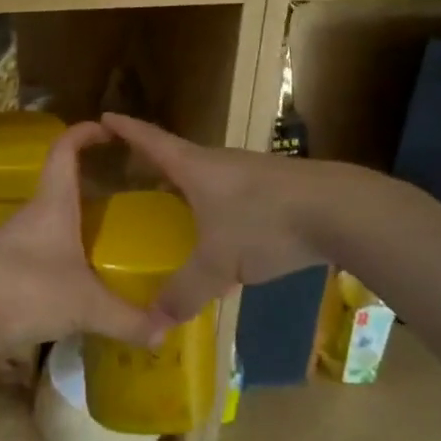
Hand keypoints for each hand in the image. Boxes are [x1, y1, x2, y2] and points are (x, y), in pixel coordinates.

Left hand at [0, 122, 168, 355]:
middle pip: (59, 183)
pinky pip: (37, 250)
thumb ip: (127, 318)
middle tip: (121, 191)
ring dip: (73, 221)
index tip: (106, 127)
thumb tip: (165, 332)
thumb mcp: (85, 306)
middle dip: (88, 182)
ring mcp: (12, 240)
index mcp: (54, 203)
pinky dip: (58, 253)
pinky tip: (75, 278)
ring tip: (104, 235)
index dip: (84, 132)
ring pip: (49, 219)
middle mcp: (32, 213)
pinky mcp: (0, 268)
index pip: (65, 150)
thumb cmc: (27, 289)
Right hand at [101, 114, 325, 321]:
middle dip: (151, 163)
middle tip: (128, 175)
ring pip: (205, 176)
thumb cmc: (264, 223)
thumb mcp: (218, 264)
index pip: (150, 140)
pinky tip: (218, 229)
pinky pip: (229, 192)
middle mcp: (217, 161)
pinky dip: (212, 204)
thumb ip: (185, 292)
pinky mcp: (272, 187)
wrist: (337, 209)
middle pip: (176, 157)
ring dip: (185, 186)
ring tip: (170, 205)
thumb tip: (154, 323)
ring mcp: (248, 171)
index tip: (103, 117)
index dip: (126, 129)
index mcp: (194, 167)